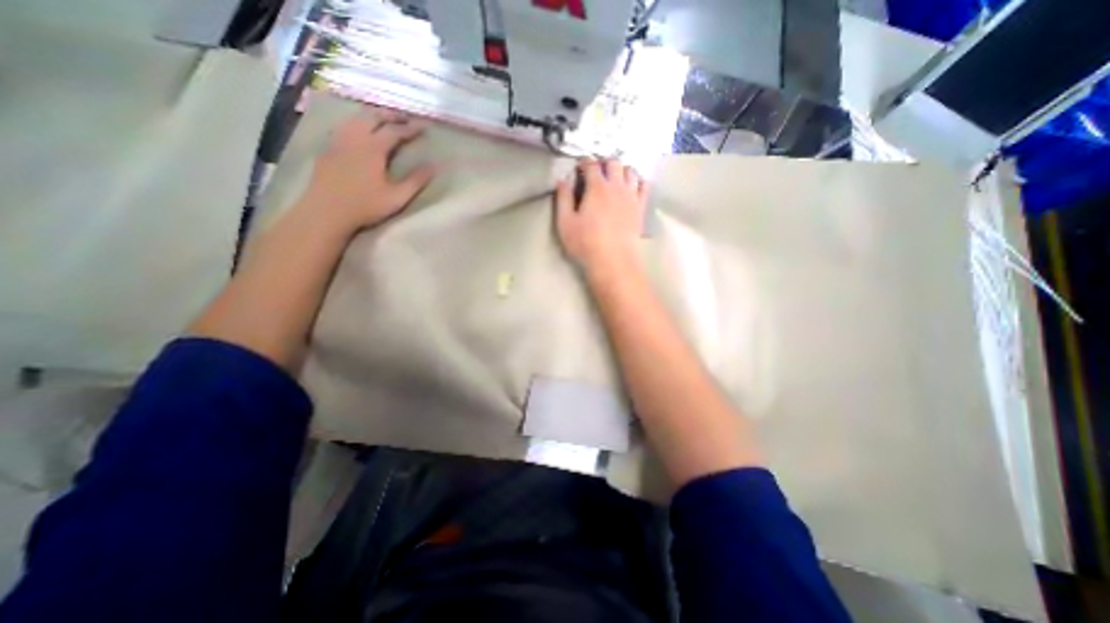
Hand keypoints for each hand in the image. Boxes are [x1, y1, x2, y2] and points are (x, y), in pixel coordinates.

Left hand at [298, 104, 436, 231]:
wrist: (327, 211)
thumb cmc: (365, 205)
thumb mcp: (397, 197)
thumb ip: (416, 180)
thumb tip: (435, 166)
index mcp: (373, 148)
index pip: (395, 131)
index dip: (411, 128)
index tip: (425, 126)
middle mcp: (355, 137)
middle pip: (373, 116)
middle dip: (391, 115)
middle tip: (405, 119)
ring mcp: (338, 140)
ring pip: (356, 118)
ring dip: (373, 116)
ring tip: (384, 120)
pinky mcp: (328, 148)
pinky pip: (344, 126)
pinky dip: (357, 123)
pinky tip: (360, 131)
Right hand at [555, 158, 651, 275]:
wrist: (614, 261)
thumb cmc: (586, 243)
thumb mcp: (565, 222)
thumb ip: (563, 199)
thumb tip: (562, 180)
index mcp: (596, 188)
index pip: (591, 164)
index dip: (584, 161)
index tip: (580, 165)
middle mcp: (616, 186)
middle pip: (614, 162)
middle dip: (604, 162)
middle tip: (597, 170)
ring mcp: (631, 196)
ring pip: (631, 171)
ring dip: (622, 169)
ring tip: (616, 177)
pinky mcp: (641, 208)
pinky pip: (644, 186)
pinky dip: (639, 181)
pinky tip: (634, 186)